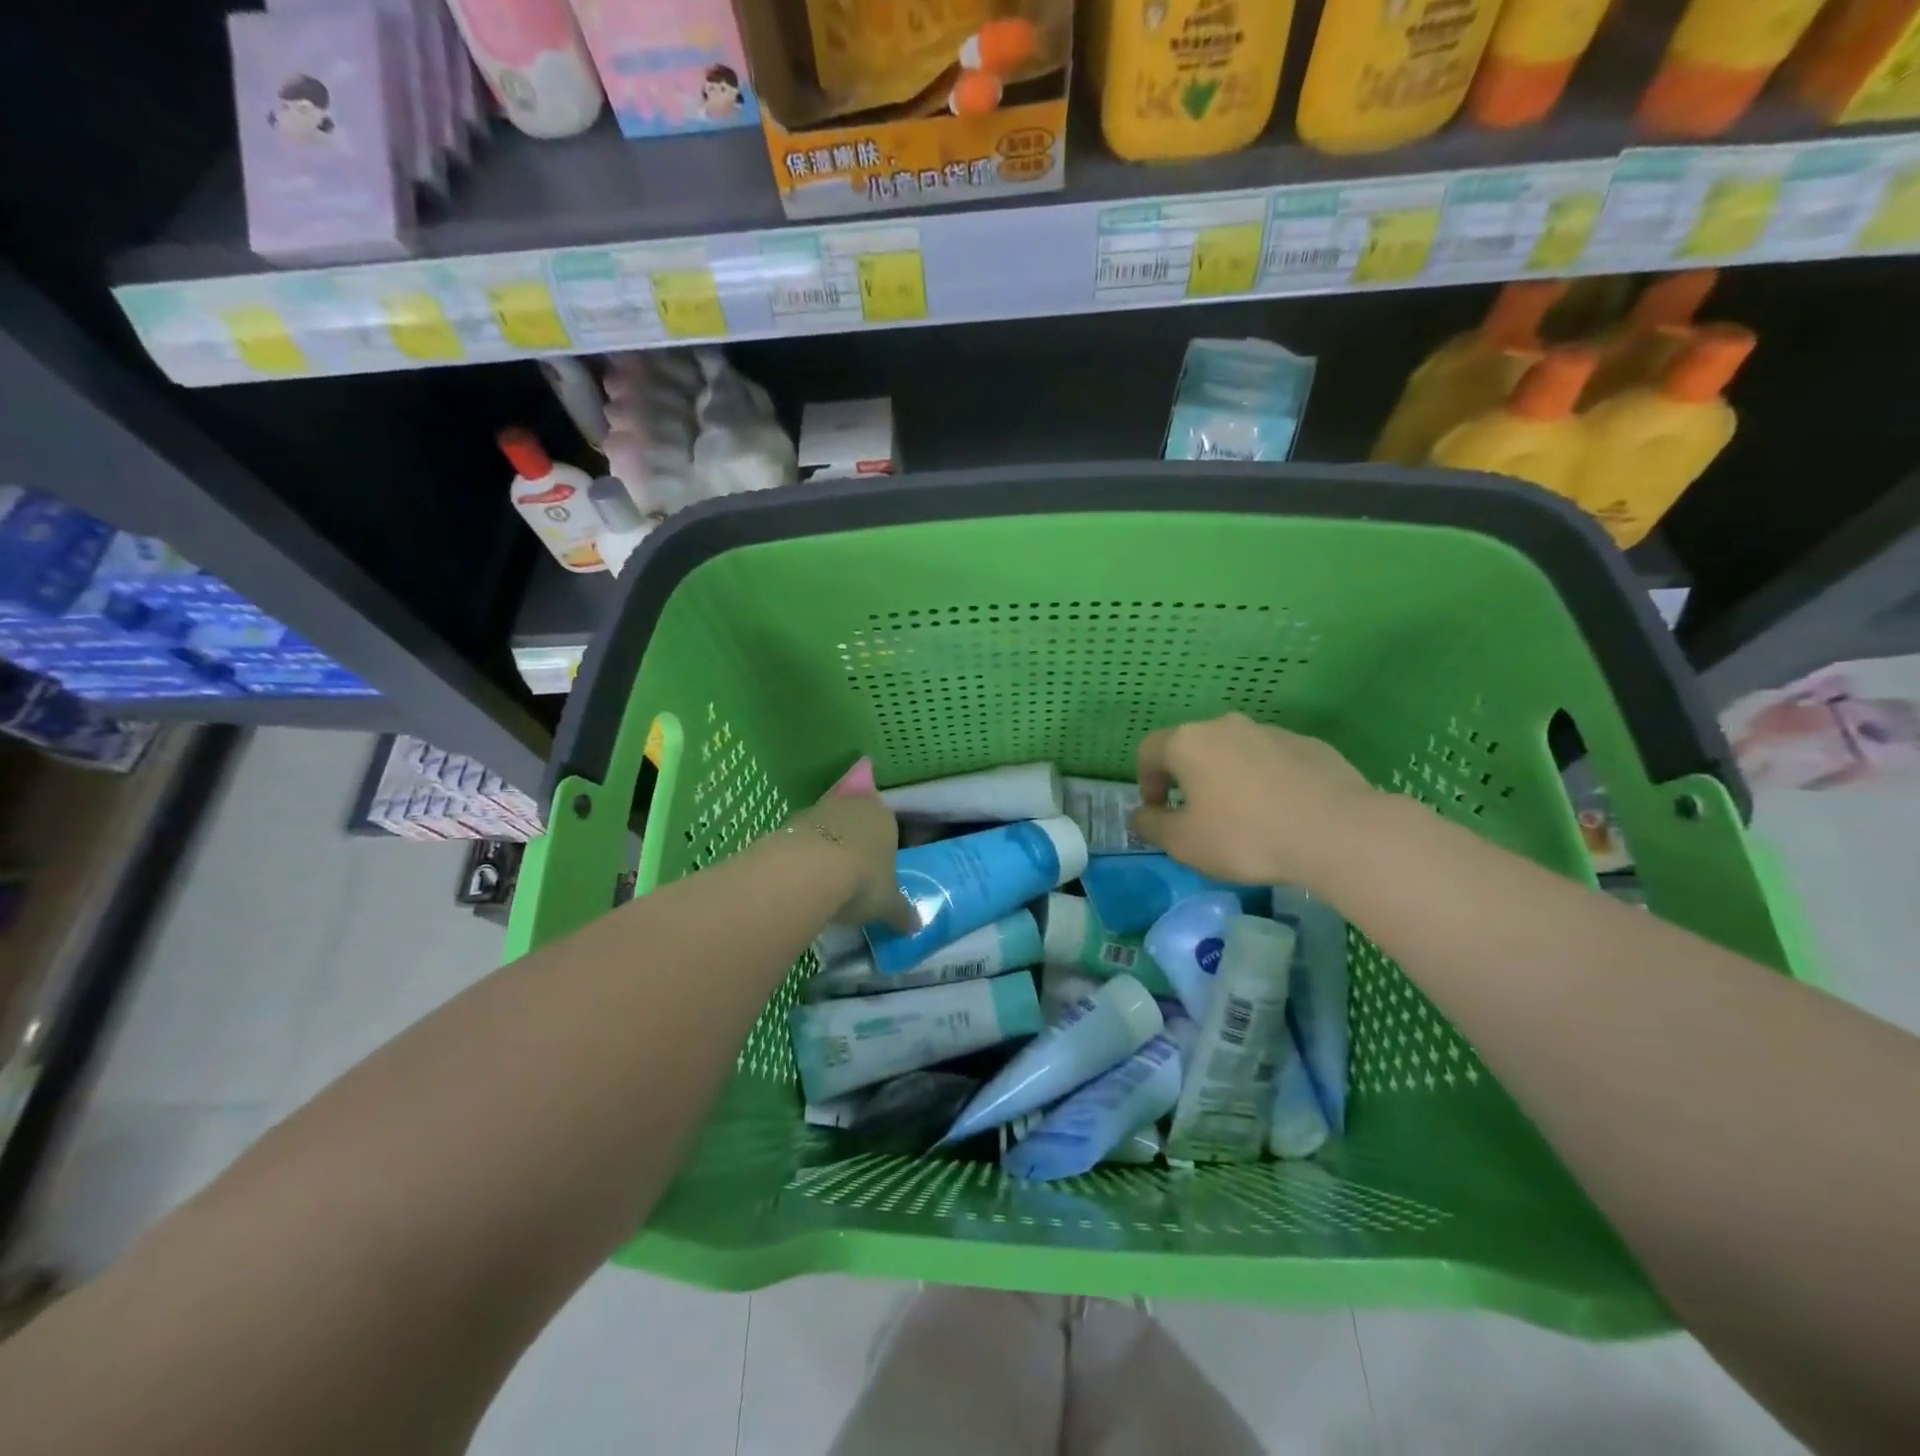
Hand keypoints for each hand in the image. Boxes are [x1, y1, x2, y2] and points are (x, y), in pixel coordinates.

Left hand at [783, 790, 916, 931]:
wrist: (808, 872)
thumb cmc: (862, 882)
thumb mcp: (888, 905)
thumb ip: (902, 913)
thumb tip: (915, 926)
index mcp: (886, 818)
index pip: (889, 828)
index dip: (883, 850)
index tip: (877, 873)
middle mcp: (856, 804)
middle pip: (857, 821)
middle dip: (855, 841)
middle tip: (852, 873)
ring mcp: (821, 808)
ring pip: (829, 824)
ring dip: (828, 843)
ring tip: (825, 877)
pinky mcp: (791, 819)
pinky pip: (804, 835)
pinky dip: (805, 850)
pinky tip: (802, 874)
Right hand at [1129, 713, 1379, 889]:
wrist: (1336, 831)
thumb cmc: (1245, 836)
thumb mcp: (1183, 843)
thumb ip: (1152, 826)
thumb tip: (1139, 816)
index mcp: (1189, 743)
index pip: (1149, 751)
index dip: (1145, 782)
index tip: (1157, 813)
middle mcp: (1226, 726)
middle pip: (1194, 748)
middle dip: (1189, 779)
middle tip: (1198, 816)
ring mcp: (1272, 732)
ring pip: (1237, 753)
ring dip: (1230, 779)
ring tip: (1245, 819)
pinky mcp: (1311, 746)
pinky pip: (1275, 762)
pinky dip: (1268, 782)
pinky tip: (1283, 814)